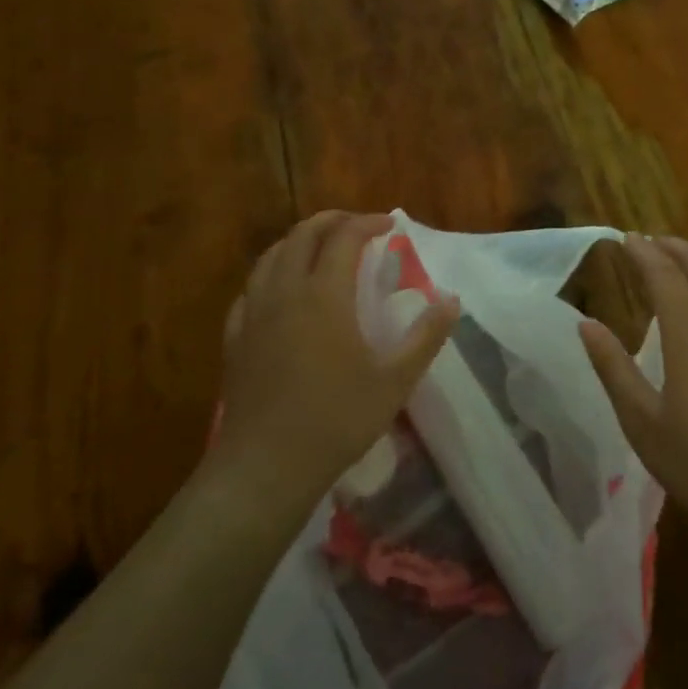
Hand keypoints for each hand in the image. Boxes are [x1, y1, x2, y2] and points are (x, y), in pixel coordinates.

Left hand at [217, 212, 459, 507]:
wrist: (266, 467)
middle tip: (356, 226)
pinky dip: (270, 275)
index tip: (390, 225)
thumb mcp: (394, 381)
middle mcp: (285, 292)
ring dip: (297, 241)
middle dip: (331, 221)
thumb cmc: (336, 420)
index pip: (344, 238)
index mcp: (324, 295)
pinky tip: (278, 292)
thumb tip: (452, 299)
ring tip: (319, 249)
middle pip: (302, 235)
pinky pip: (250, 290)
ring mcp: (254, 314)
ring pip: (270, 257)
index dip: (368, 223)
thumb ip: (426, 336)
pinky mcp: (235, 338)